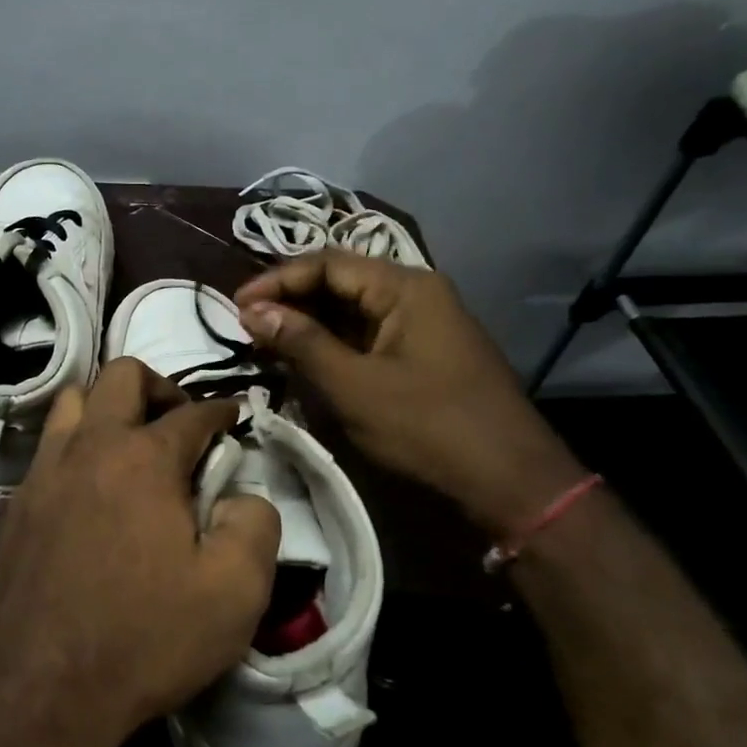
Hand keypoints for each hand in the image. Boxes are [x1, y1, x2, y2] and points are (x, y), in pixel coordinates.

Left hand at [0, 358, 281, 746]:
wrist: (43, 688)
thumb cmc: (145, 637)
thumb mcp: (235, 591)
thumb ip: (255, 524)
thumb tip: (243, 493)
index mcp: (144, 458)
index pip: (193, 413)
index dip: (222, 411)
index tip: (235, 418)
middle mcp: (90, 446)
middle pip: (122, 376)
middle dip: (160, 388)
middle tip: (181, 426)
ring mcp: (46, 471)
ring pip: (75, 401)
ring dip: (110, 407)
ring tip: (133, 446)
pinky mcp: (18, 502)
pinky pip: (51, 446)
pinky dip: (79, 445)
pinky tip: (93, 487)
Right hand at [236, 252, 586, 537]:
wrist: (511, 483)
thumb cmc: (429, 427)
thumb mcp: (355, 385)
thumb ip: (302, 342)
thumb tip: (252, 310)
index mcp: (405, 287)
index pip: (327, 263)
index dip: (277, 280)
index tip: (236, 306)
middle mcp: (416, 294)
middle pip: (340, 282)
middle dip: (290, 301)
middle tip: (246, 326)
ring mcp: (422, 325)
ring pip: (351, 311)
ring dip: (308, 324)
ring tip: (266, 343)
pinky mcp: (422, 355)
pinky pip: (367, 336)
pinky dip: (332, 345)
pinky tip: (304, 361)